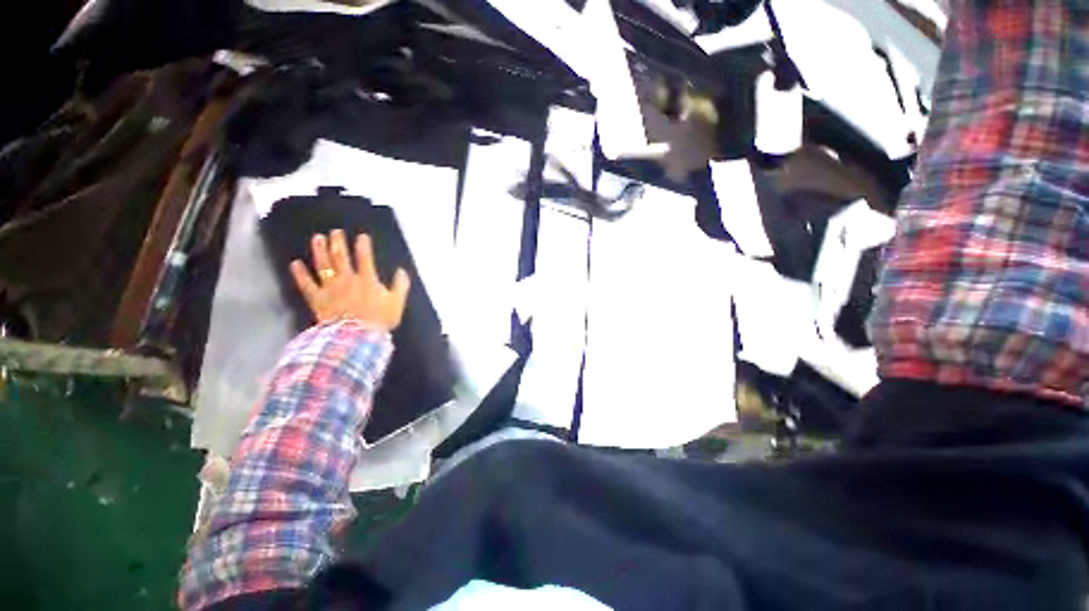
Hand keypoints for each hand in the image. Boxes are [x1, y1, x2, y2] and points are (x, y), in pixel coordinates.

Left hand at [289, 230, 410, 330]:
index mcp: (367, 280)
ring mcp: (330, 288)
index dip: (364, 246)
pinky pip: (307, 284)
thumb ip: (400, 286)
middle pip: (341, 257)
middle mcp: (347, 279)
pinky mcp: (317, 298)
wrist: (357, 337)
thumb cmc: (380, 320)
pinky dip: (300, 274)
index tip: (361, 236)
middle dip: (338, 243)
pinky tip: (295, 263)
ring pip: (324, 265)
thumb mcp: (397, 303)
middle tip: (335, 232)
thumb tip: (401, 271)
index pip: (365, 258)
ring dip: (320, 251)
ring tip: (317, 238)